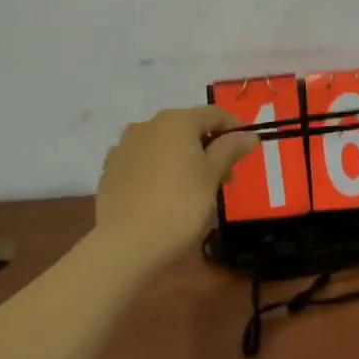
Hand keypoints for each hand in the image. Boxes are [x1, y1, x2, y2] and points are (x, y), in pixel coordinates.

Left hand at [95, 106, 257, 267]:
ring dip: (183, 157)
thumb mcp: (212, 176)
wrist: (126, 244)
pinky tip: (165, 193)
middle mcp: (147, 125)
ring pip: (164, 144)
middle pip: (187, 128)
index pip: (214, 114)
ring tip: (195, 187)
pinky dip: (160, 169)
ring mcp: (124, 147)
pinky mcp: (110, 170)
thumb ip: (230, 149)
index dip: (235, 128)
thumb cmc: (180, 205)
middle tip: (224, 175)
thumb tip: (249, 135)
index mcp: (176, 121)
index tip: (248, 148)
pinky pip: (144, 161)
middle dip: (209, 146)